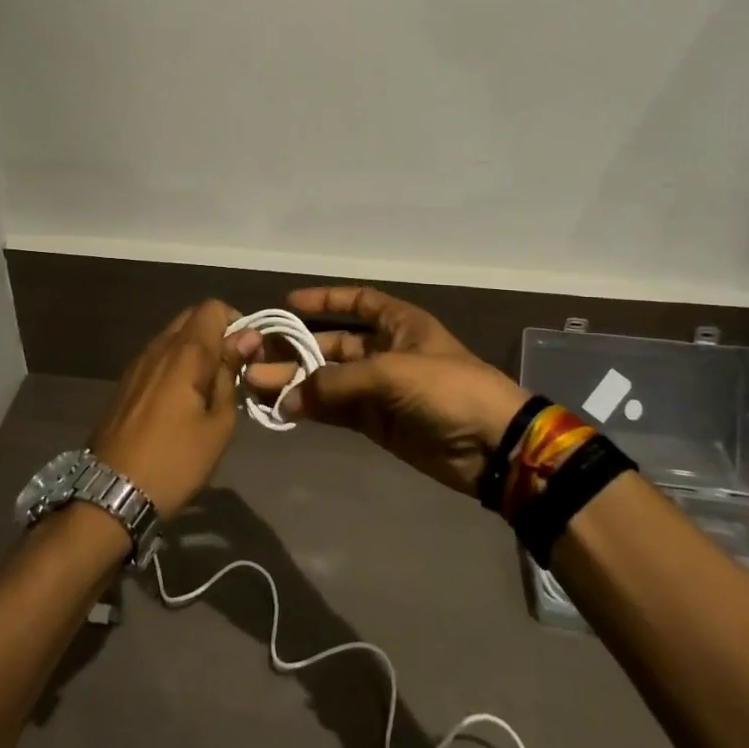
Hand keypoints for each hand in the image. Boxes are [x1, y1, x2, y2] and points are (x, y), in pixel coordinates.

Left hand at [89, 300, 261, 519]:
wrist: (112, 494)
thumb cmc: (175, 462)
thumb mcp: (218, 425)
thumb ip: (230, 374)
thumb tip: (246, 338)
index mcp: (184, 353)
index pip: (213, 307)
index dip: (236, 323)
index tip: (247, 355)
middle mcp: (157, 347)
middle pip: (192, 318)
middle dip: (217, 334)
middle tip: (232, 371)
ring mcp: (137, 364)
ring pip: (173, 337)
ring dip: (195, 350)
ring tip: (209, 389)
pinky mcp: (125, 383)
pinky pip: (158, 357)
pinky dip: (176, 365)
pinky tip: (182, 400)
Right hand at [244, 287, 527, 497]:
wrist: (492, 447)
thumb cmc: (448, 389)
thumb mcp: (392, 373)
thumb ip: (336, 382)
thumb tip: (287, 399)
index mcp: (399, 324)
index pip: (359, 301)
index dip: (325, 299)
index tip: (288, 304)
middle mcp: (386, 351)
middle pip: (333, 344)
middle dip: (297, 350)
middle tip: (256, 358)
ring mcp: (380, 389)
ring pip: (329, 380)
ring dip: (297, 382)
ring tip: (257, 385)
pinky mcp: (377, 423)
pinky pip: (336, 410)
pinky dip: (312, 409)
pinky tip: (283, 409)